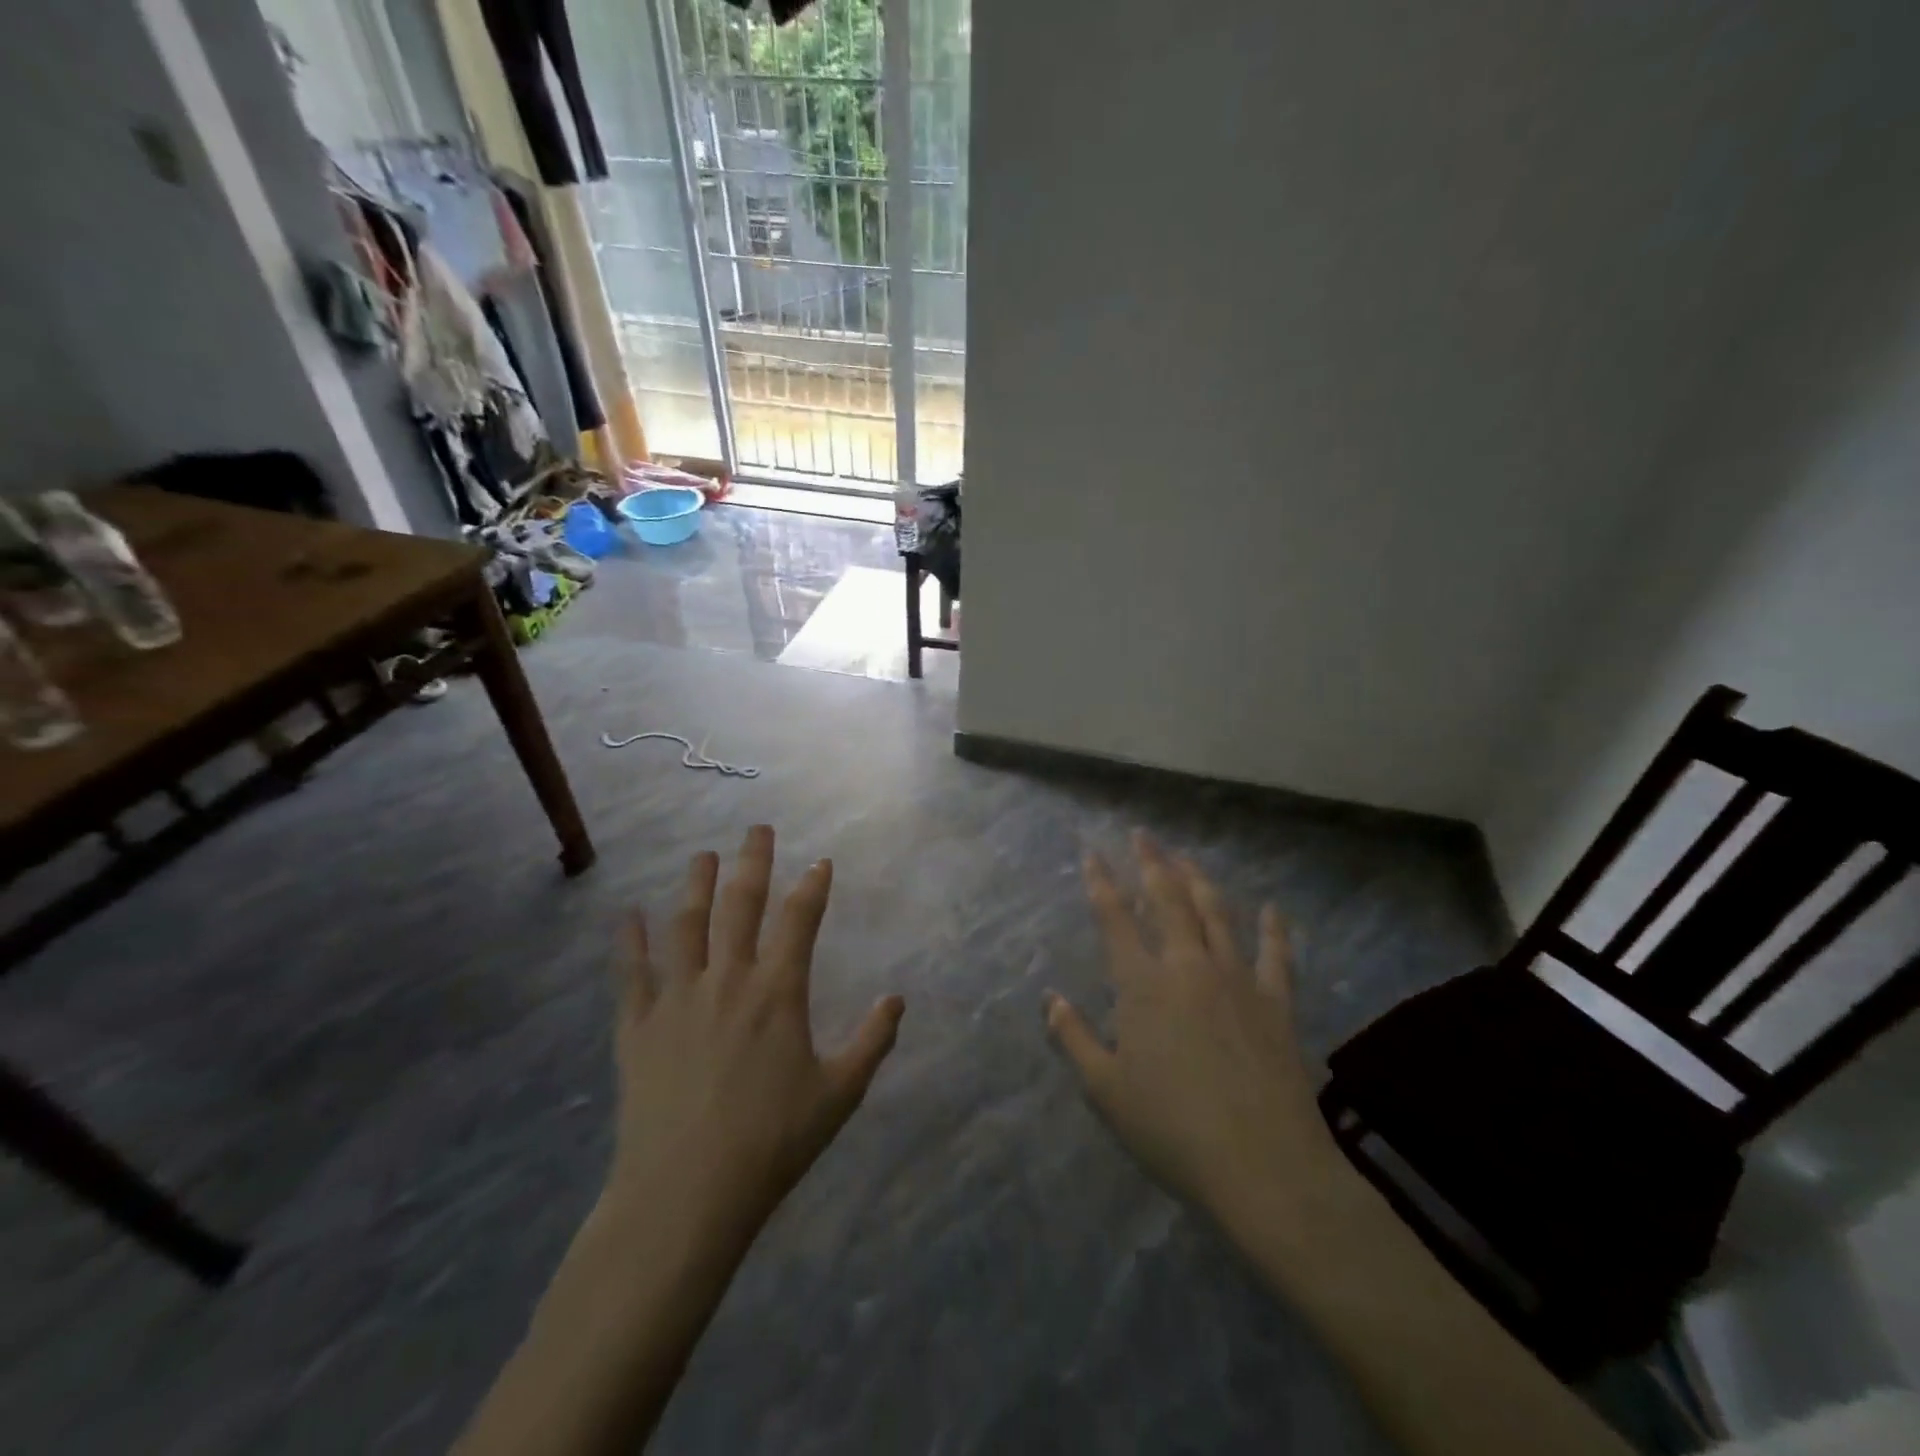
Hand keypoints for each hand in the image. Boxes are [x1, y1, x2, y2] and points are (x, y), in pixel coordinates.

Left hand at [607, 825, 904, 1238]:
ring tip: (703, 856)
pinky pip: (632, 971)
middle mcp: (728, 979)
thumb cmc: (772, 1142)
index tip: (820, 861)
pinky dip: (630, 940)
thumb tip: (897, 999)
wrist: (686, 1193)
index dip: (812, 886)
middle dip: (752, 862)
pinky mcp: (638, 1025)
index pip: (800, 921)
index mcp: (778, 992)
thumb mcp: (839, 1094)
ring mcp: (678, 998)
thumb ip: (872, 1041)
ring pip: (686, 925)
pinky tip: (627, 914)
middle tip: (757, 828)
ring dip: (696, 885)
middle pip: (740, 905)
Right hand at [1046, 831, 1342, 1223]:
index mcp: (1142, 984)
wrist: (1263, 1166)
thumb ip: (1074, 1039)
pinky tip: (1271, 909)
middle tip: (1142, 836)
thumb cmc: (1171, 1129)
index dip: (1101, 881)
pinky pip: (1276, 954)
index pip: (1115, 917)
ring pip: (1216, 913)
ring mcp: (1237, 979)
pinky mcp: (1277, 1002)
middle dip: (1152, 863)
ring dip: (1199, 880)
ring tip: (1186, 858)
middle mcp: (1188, 966)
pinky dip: (1273, 928)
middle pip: (1169, 899)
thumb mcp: (1106, 1090)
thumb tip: (1051, 999)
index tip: (1091, 853)